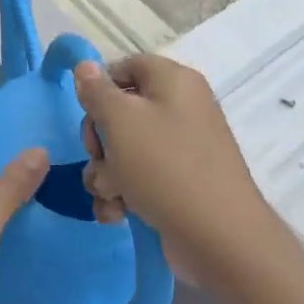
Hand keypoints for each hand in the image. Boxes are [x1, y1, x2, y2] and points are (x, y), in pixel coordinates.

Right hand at [74, 55, 271, 287]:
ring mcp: (182, 148)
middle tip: (99, 159)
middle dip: (99, 140)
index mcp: (174, 81)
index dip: (99, 88)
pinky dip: (123, 194)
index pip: (125, 67)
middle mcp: (181, 108)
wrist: (219, 238)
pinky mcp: (179, 183)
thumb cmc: (165, 166)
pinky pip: (140, 177)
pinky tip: (118, 214)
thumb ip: (96, 91)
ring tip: (111, 196)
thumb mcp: (120, 121)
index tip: (87, 114)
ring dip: (106, 174)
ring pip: (124, 149)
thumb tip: (85, 66)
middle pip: (121, 111)